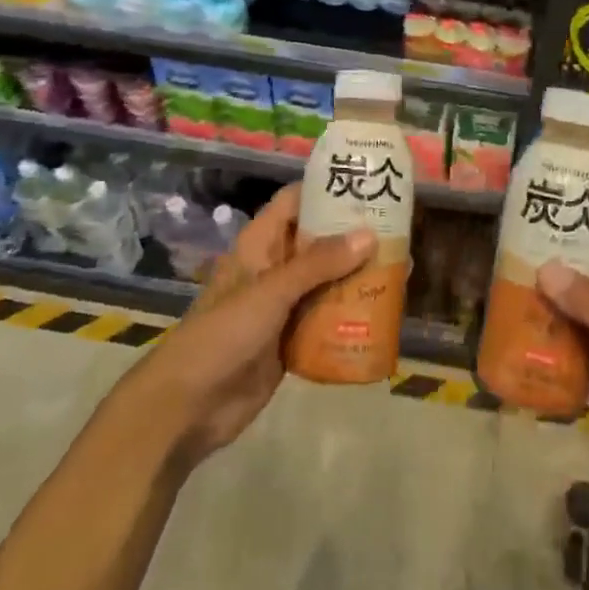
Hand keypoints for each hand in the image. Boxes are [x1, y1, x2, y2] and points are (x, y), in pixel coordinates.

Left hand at [133, 183, 373, 467]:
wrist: (188, 407)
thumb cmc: (223, 334)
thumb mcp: (271, 291)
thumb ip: (319, 263)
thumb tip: (370, 234)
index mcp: (261, 243)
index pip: (296, 201)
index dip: (327, 188)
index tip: (366, 181)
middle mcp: (274, 267)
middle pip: (318, 240)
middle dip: (353, 234)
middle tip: (398, 227)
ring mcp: (283, 305)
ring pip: (326, 279)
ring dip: (356, 274)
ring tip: (400, 265)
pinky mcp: (291, 340)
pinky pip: (326, 317)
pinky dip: (350, 312)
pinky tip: (382, 310)